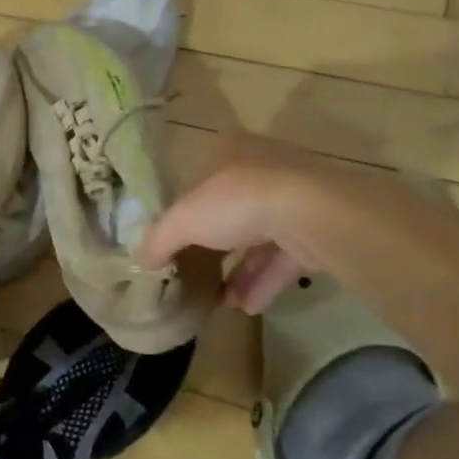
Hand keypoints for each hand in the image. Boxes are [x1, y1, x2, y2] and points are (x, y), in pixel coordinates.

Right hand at [136, 132, 332, 312]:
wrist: (313, 215)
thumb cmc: (238, 201)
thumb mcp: (183, 219)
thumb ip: (158, 239)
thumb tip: (140, 260)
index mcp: (229, 151)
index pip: (201, 179)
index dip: (186, 209)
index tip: (175, 239)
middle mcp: (263, 169)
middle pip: (230, 210)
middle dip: (215, 246)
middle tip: (197, 272)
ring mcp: (294, 199)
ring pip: (259, 237)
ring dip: (240, 271)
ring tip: (221, 301)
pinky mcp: (317, 229)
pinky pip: (283, 258)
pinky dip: (264, 281)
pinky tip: (246, 307)